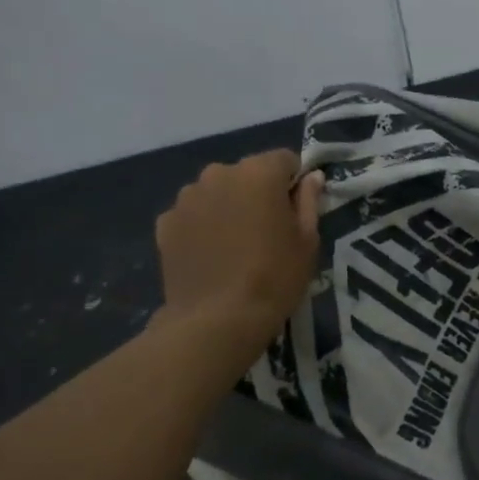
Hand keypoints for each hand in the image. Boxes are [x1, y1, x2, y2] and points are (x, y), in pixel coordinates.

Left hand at [153, 150, 323, 366]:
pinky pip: (193, 214)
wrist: (217, 320)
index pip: (285, 159)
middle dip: (258, 193)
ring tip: (236, 246)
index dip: (294, 182)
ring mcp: (187, 197)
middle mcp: (219, 173)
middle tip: (267, 231)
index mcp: (259, 173)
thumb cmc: (275, 278)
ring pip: (217, 192)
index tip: (297, 211)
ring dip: (228, 207)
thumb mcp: (307, 241)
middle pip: (247, 173)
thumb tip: (312, 177)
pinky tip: (211, 256)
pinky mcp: (166, 222)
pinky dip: (203, 226)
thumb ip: (309, 202)